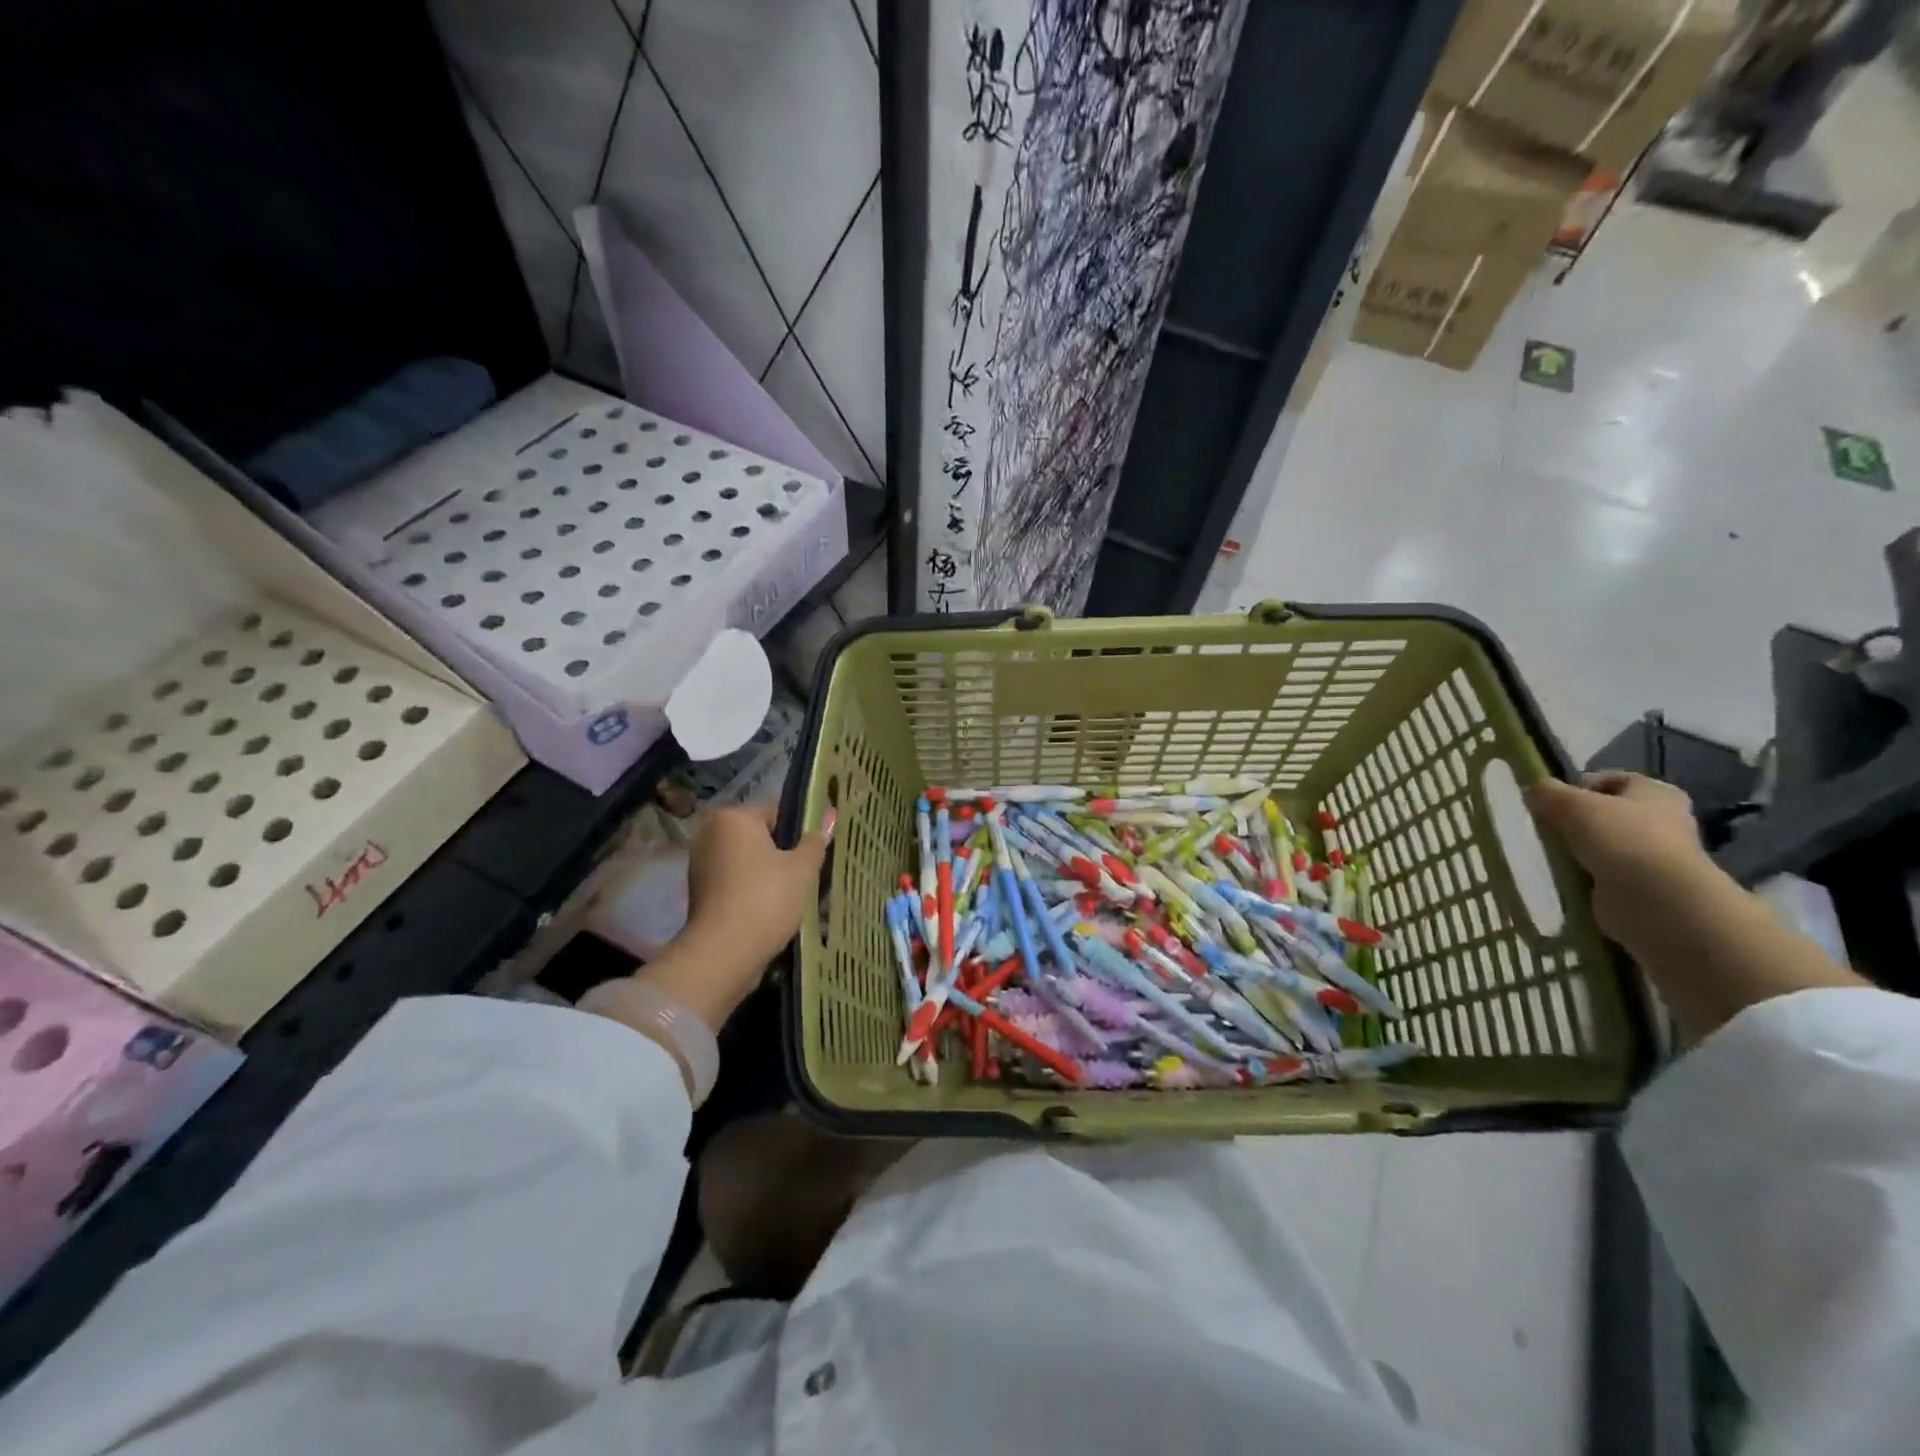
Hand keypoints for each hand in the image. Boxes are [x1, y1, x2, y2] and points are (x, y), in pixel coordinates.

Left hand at [685, 803, 832, 968]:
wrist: (723, 953)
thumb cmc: (766, 899)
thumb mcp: (802, 868)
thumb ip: (815, 841)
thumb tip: (829, 817)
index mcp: (733, 818)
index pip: (777, 813)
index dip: (802, 831)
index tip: (818, 853)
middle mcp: (710, 833)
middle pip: (760, 837)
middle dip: (783, 853)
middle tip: (807, 875)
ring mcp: (700, 864)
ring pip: (747, 861)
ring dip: (767, 873)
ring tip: (791, 895)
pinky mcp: (698, 892)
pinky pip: (734, 881)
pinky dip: (751, 890)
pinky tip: (770, 909)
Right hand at [1525, 772, 1705, 947]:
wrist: (1657, 901)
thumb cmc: (1622, 839)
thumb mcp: (1572, 804)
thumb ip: (1547, 792)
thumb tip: (1533, 791)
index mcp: (1657, 793)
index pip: (1611, 780)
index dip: (1578, 786)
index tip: (1551, 802)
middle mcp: (1663, 821)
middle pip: (1605, 813)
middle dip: (1574, 821)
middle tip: (1546, 829)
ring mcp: (1655, 856)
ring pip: (1602, 844)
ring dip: (1576, 849)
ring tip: (1552, 855)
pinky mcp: (1642, 885)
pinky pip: (1602, 872)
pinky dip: (1583, 874)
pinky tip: (1566, 876)